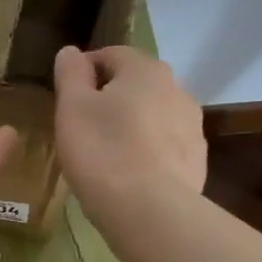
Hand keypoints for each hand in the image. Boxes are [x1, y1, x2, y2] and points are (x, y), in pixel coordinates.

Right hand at [53, 45, 205, 221]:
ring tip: (106, 152)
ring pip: (152, 114)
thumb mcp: (72, 108)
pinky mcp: (195, 159)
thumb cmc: (102, 151)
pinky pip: (164, 144)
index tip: (66, 93)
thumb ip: (70, 74)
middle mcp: (176, 89)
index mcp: (145, 70)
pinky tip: (128, 173)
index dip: (85, 68)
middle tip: (83, 124)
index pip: (111, 54)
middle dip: (110, 97)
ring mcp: (192, 125)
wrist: (149, 209)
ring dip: (130, 123)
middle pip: (135, 84)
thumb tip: (71, 51)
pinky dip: (146, 150)